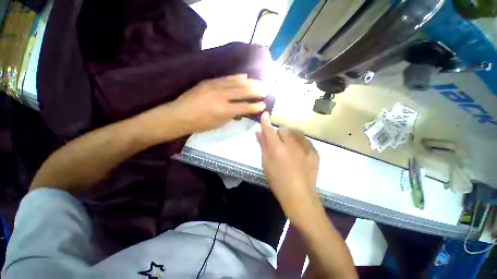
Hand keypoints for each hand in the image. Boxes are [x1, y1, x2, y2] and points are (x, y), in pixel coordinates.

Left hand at [170, 74, 267, 133]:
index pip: (244, 107)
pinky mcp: (209, 82)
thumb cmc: (200, 124)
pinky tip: (245, 76)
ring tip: (259, 82)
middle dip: (256, 91)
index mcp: (223, 110)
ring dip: (249, 82)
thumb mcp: (219, 123)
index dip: (255, 106)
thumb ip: (231, 116)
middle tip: (266, 89)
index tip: (264, 105)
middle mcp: (221, 96)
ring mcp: (214, 86)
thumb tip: (240, 111)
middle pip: (242, 92)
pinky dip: (236, 77)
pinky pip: (226, 78)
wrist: (179, 115)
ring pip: (236, 83)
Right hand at [256, 112, 320, 222]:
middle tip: (278, 142)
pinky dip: (300, 141)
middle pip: (283, 129)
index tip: (265, 114)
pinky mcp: (314, 152)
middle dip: (279, 133)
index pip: (269, 130)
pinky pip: (305, 140)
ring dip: (290, 135)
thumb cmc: (278, 181)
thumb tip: (258, 133)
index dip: (266, 122)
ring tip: (289, 145)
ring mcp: (305, 148)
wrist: (300, 195)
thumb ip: (263, 146)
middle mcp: (291, 145)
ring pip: (296, 132)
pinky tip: (299, 150)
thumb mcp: (266, 164)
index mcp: (277, 149)